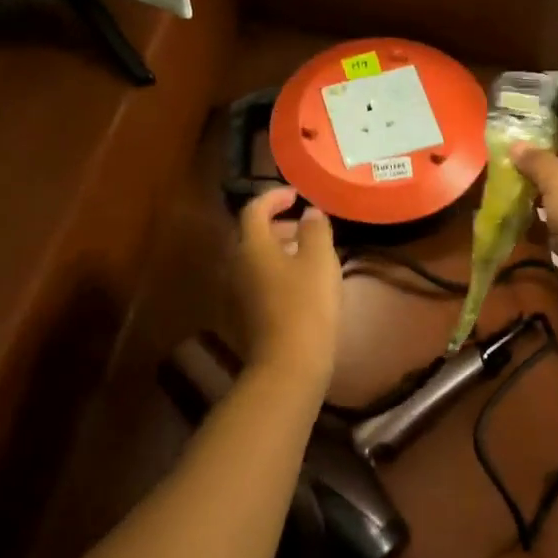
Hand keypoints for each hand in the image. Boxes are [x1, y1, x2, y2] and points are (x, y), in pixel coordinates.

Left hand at [236, 187, 341, 388]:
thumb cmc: (306, 304)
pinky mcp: (247, 313)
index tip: (296, 195)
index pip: (254, 209)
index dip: (274, 197)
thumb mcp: (319, 259)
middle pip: (253, 234)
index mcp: (251, 246)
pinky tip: (303, 282)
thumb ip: (315, 229)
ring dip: (280, 248)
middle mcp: (237, 264)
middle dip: (279, 224)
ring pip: (257, 258)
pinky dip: (278, 270)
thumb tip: (310, 213)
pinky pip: (260, 279)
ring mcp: (238, 291)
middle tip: (306, 225)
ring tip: (309, 253)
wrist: (289, 362)